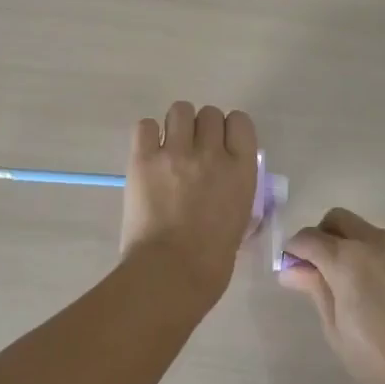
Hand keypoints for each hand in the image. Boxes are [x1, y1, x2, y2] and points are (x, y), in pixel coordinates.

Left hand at [120, 102, 259, 308]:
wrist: (171, 273)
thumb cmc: (212, 260)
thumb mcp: (240, 220)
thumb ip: (235, 190)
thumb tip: (226, 182)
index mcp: (241, 170)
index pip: (240, 122)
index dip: (229, 129)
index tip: (221, 144)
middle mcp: (211, 153)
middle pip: (209, 114)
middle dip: (201, 129)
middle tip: (192, 151)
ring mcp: (175, 153)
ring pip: (179, 110)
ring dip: (176, 126)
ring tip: (169, 148)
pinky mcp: (143, 159)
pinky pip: (145, 126)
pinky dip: (147, 136)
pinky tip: (148, 154)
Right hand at [278, 209, 384, 383]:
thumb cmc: (378, 360)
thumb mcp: (336, 328)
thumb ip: (315, 289)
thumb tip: (291, 269)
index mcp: (347, 258)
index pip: (308, 238)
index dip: (293, 251)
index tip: (289, 272)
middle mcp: (371, 242)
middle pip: (335, 220)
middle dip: (319, 237)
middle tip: (314, 271)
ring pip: (358, 227)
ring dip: (342, 242)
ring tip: (339, 282)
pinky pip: (377, 241)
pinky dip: (362, 250)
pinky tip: (363, 285)